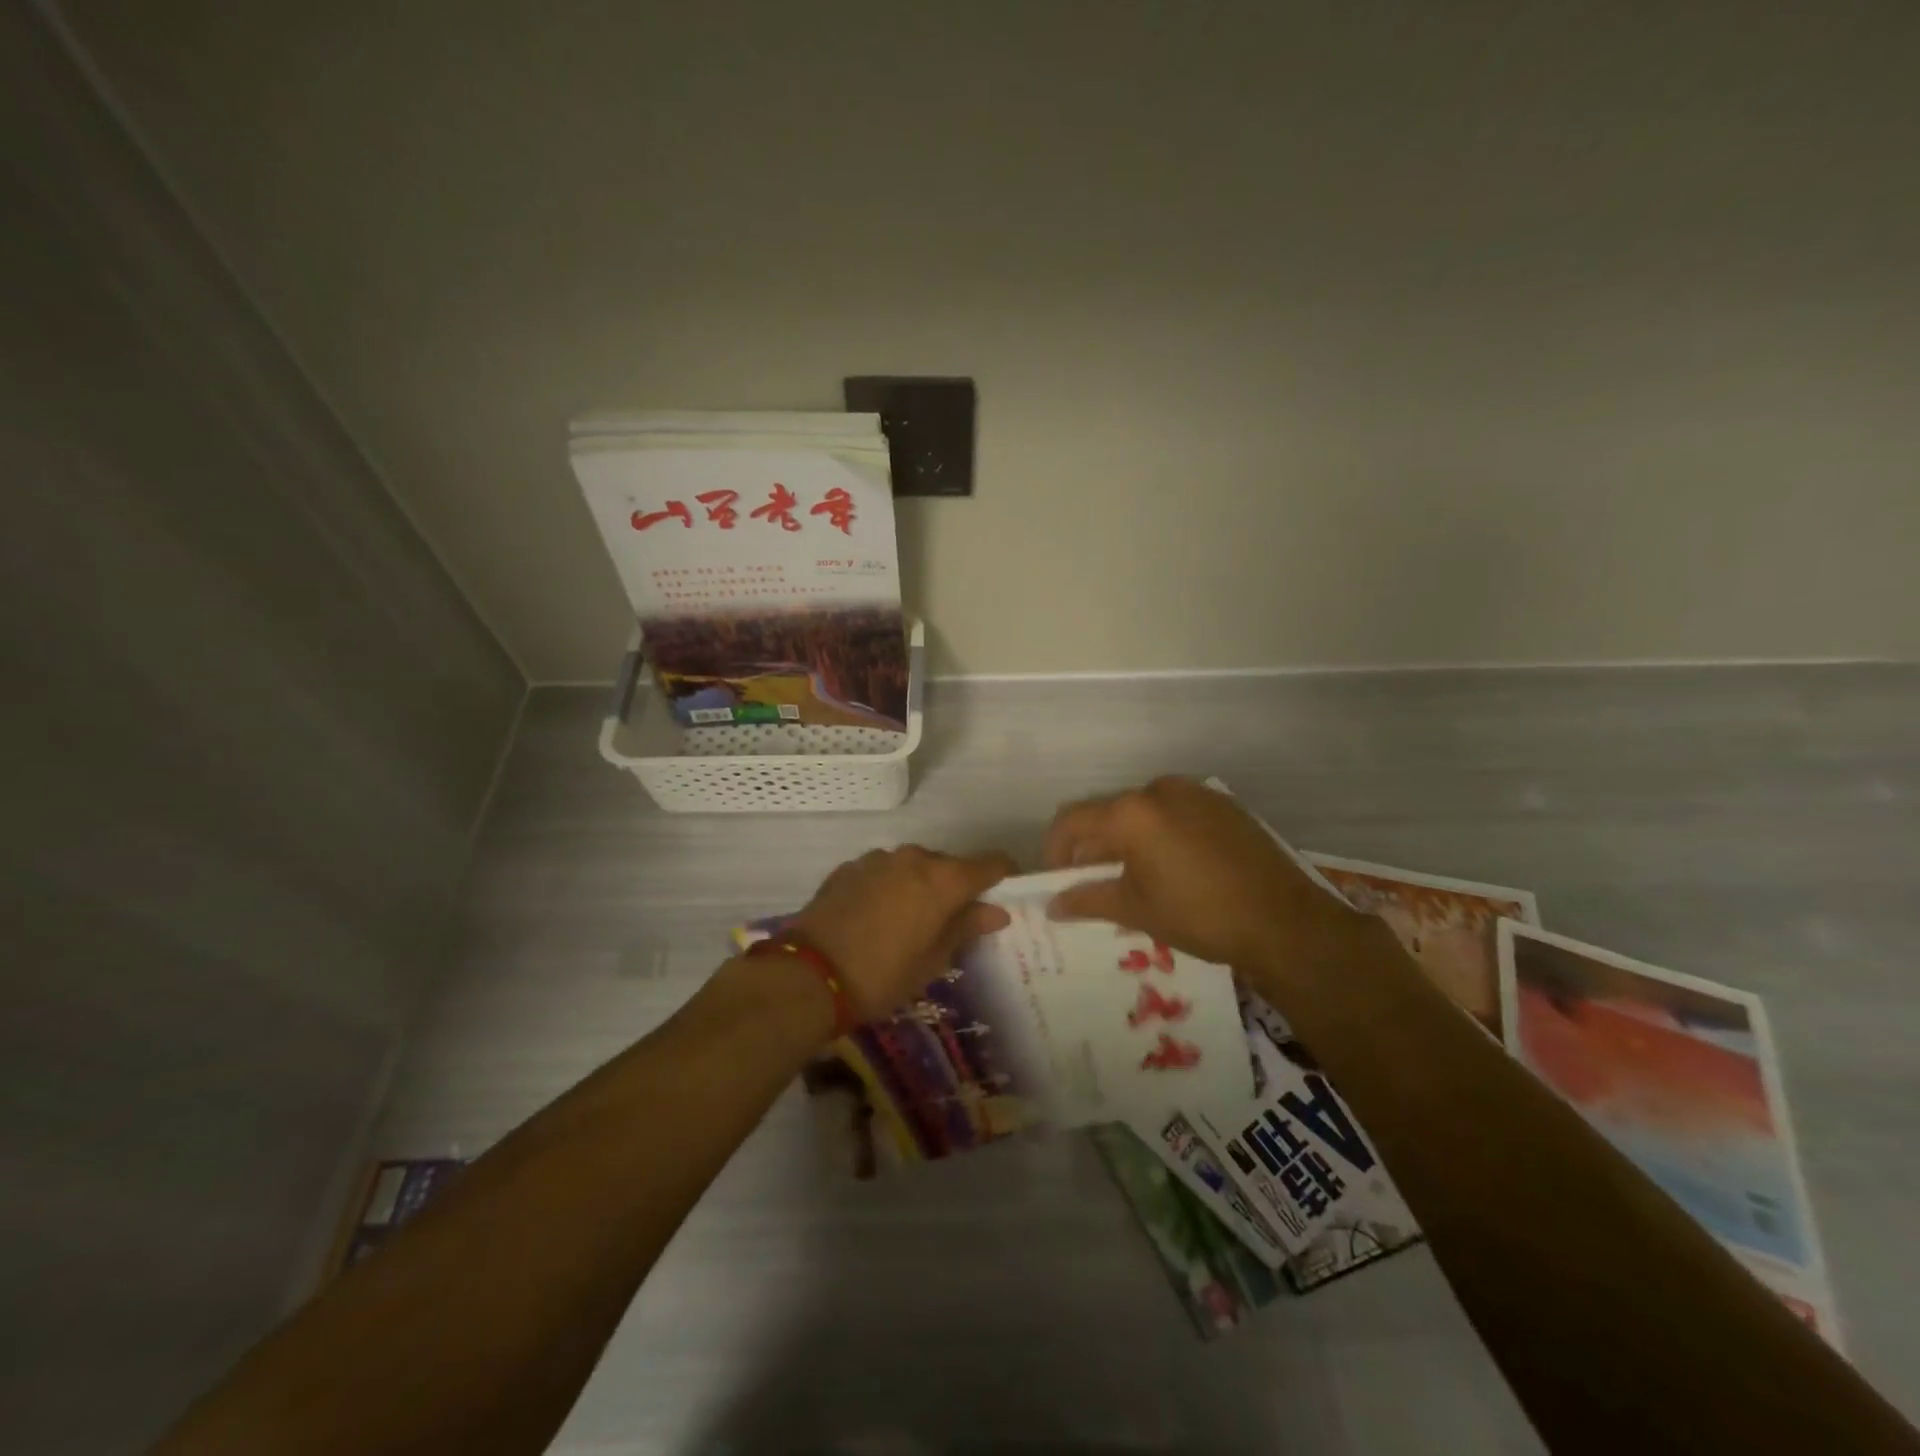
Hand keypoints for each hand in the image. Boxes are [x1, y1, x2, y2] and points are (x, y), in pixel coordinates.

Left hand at [792, 846, 1015, 1019]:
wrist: (809, 975)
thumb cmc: (883, 975)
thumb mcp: (933, 960)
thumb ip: (966, 927)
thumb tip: (996, 911)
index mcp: (943, 879)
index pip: (990, 864)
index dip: (1003, 876)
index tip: (1005, 895)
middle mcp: (913, 857)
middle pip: (949, 865)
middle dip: (957, 888)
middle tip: (952, 922)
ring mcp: (878, 859)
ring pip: (913, 866)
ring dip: (920, 886)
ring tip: (910, 922)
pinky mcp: (849, 868)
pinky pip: (883, 872)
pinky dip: (890, 887)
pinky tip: (877, 917)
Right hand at [1042, 776, 1367, 975]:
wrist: (1285, 922)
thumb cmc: (1200, 916)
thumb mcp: (1136, 909)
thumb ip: (1087, 899)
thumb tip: (1052, 904)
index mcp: (1132, 812)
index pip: (1072, 821)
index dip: (1055, 850)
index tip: (1058, 881)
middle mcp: (1159, 789)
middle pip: (1107, 812)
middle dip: (1092, 846)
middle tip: (1094, 883)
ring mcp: (1196, 793)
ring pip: (1142, 811)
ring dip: (1127, 839)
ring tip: (1135, 877)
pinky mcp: (1223, 805)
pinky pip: (1175, 812)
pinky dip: (1160, 833)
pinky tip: (1174, 867)